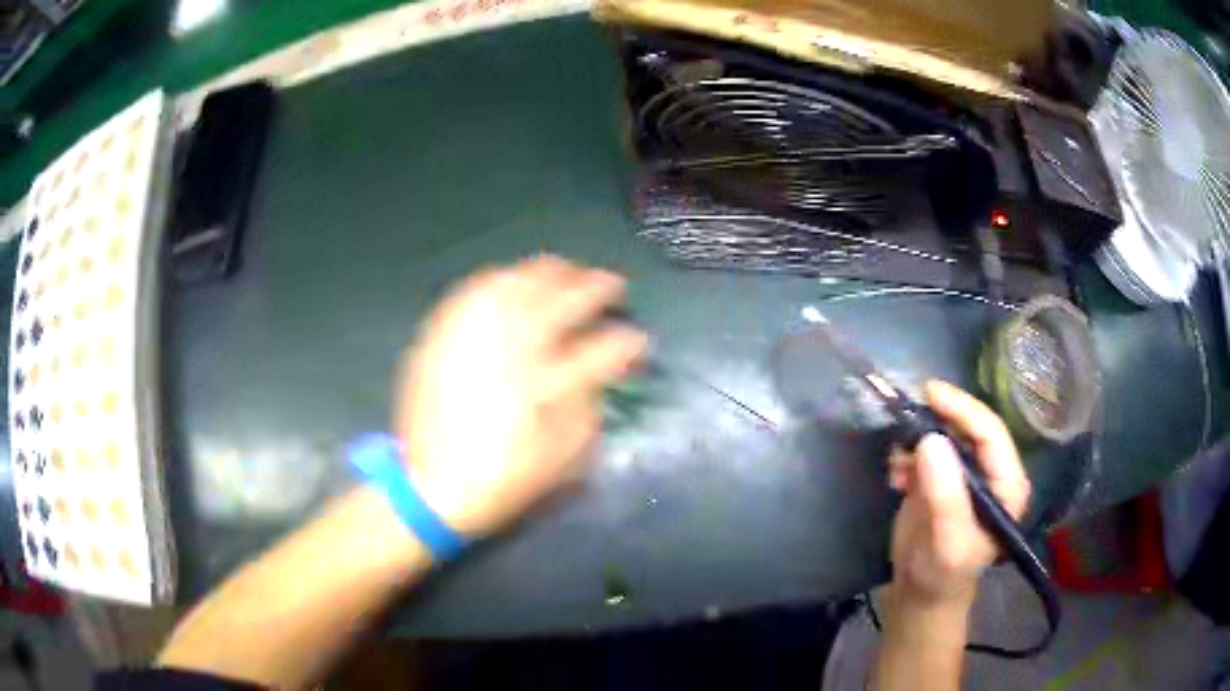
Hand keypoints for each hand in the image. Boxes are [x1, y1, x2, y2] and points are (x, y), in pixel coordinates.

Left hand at [394, 255, 646, 536]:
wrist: (430, 486)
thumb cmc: (503, 478)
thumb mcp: (561, 459)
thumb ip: (588, 411)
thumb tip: (601, 375)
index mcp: (546, 385)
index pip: (602, 349)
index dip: (628, 341)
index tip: (639, 338)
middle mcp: (511, 350)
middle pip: (560, 299)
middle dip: (595, 286)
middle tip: (611, 285)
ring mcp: (473, 337)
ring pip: (517, 283)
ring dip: (549, 272)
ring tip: (566, 271)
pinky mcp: (443, 337)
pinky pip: (474, 291)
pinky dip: (501, 279)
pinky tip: (511, 279)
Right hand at [886, 380, 1030, 606]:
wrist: (918, 595)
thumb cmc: (941, 574)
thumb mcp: (947, 542)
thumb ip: (945, 495)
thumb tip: (931, 439)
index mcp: (1007, 484)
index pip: (991, 433)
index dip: (963, 409)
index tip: (930, 392)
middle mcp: (990, 472)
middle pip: (968, 427)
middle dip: (937, 419)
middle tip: (905, 414)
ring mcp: (964, 474)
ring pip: (944, 435)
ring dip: (917, 440)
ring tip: (897, 465)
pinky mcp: (940, 479)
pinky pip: (925, 450)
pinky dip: (907, 455)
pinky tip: (895, 476)